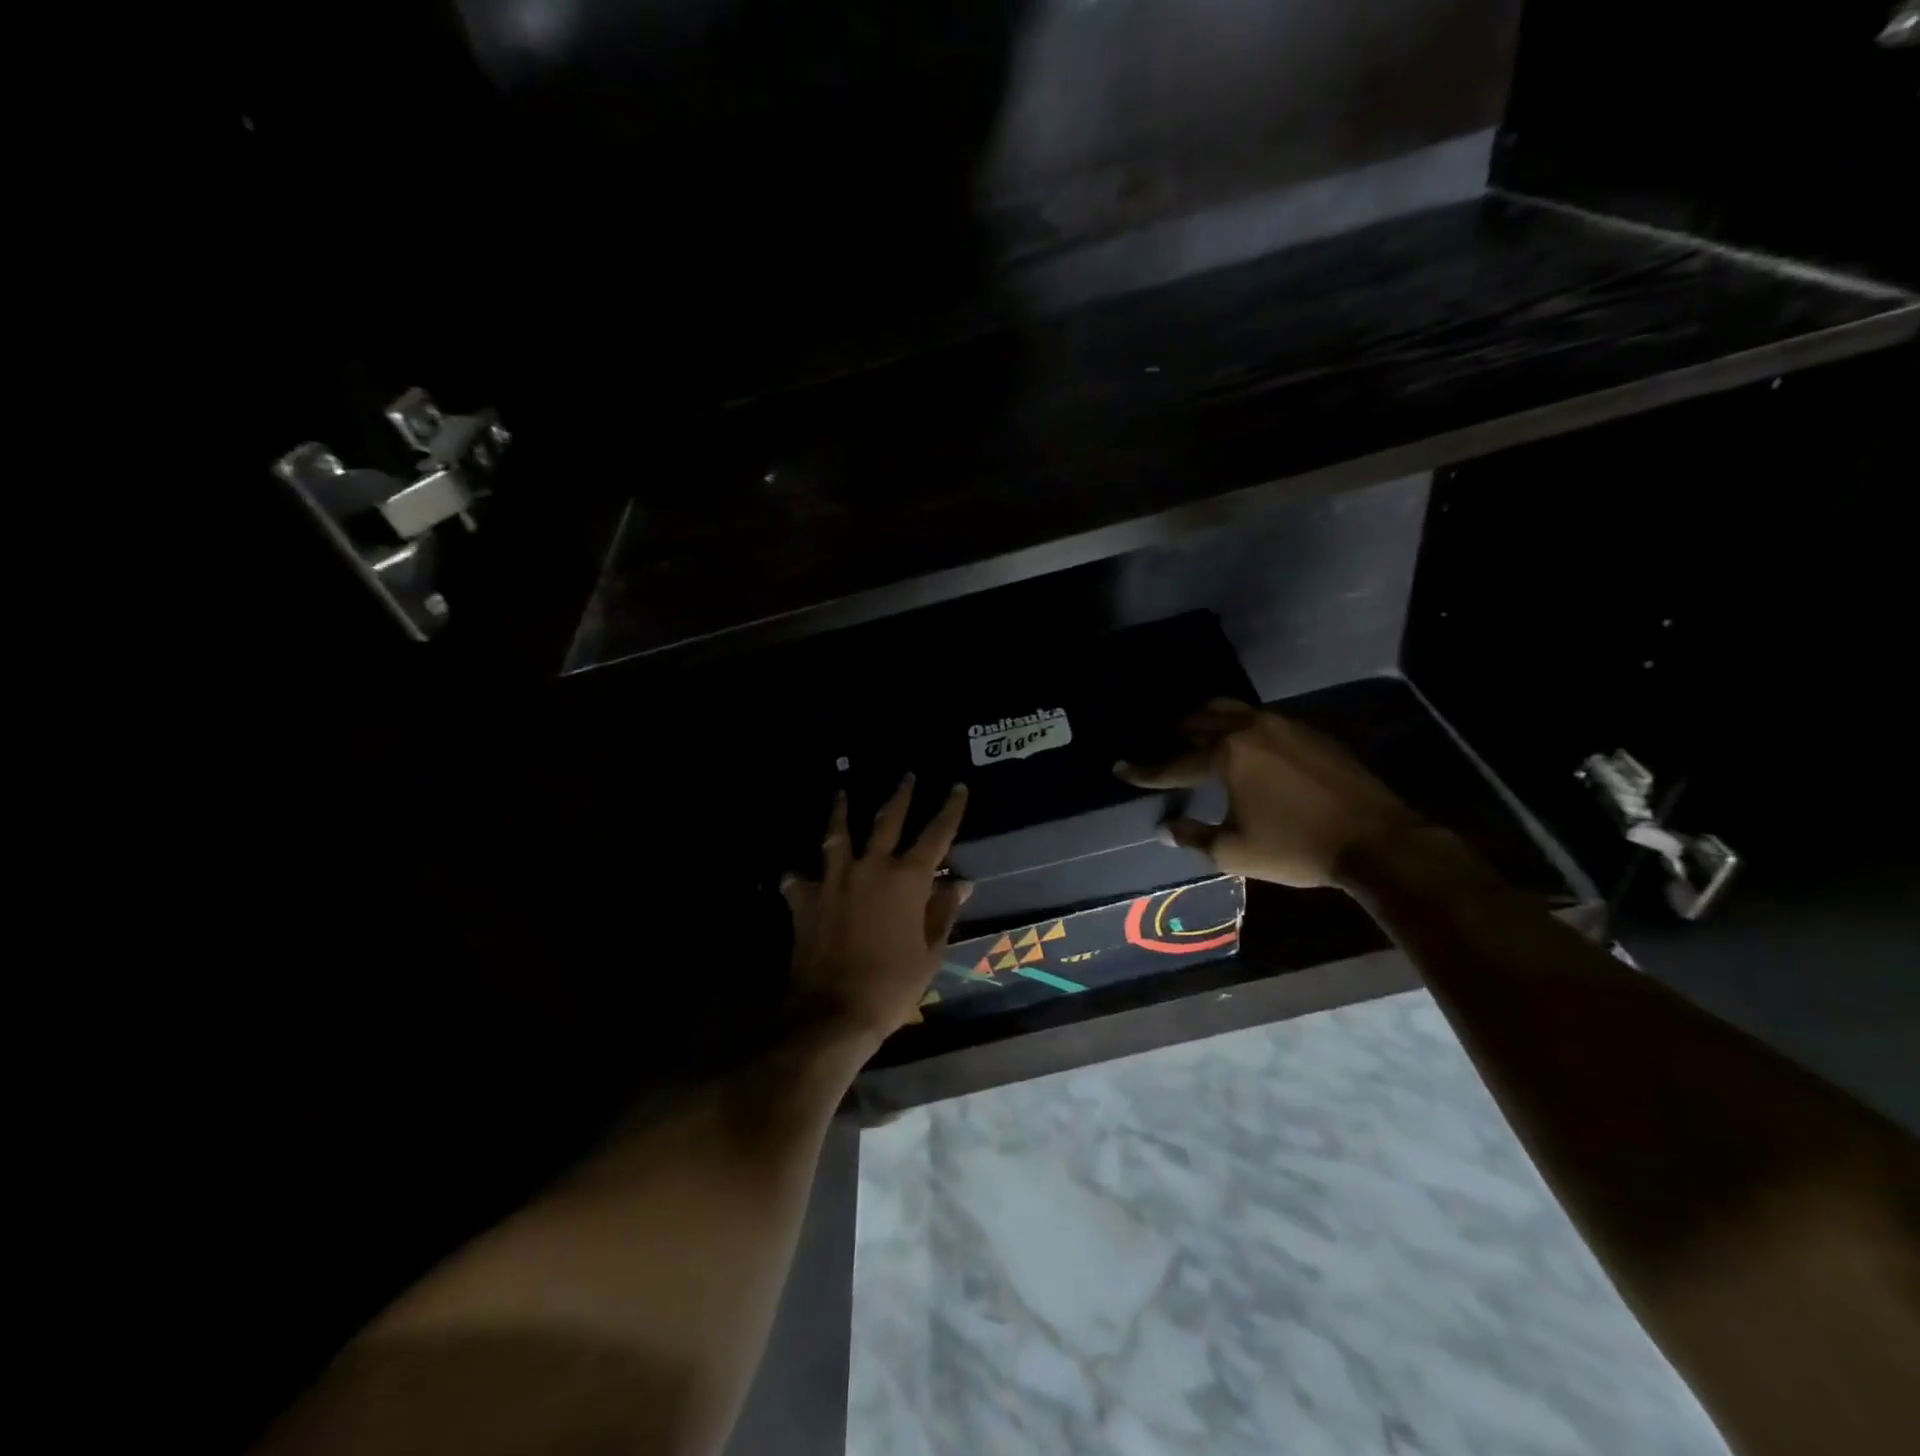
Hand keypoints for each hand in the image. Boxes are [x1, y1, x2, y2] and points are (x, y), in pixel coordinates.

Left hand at [780, 775, 971, 1043]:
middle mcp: (870, 868)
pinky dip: (801, 877)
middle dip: (900, 796)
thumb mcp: (930, 953)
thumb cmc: (892, 985)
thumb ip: (944, 913)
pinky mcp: (806, 900)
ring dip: (840, 812)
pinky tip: (796, 875)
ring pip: (837, 836)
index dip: (949, 810)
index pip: (936, 835)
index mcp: (907, 880)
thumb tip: (960, 883)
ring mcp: (834, 881)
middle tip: (907, 775)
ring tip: (841, 792)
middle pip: (887, 821)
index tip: (957, 787)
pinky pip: (801, 880)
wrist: (833, 1012)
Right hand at [1115, 700, 1421, 886]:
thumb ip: (1193, 836)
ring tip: (1196, 733)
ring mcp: (1282, 725)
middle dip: (1174, 731)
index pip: (1172, 763)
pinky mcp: (1308, 731)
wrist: (1376, 840)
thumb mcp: (1235, 852)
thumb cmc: (1296, 847)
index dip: (1143, 770)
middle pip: (1199, 719)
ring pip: (1232, 709)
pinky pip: (1260, 718)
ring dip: (1207, 719)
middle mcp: (1248, 729)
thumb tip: (1164, 827)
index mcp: (1226, 756)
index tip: (1119, 768)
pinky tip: (1244, 744)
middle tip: (1159, 741)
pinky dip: (1239, 726)